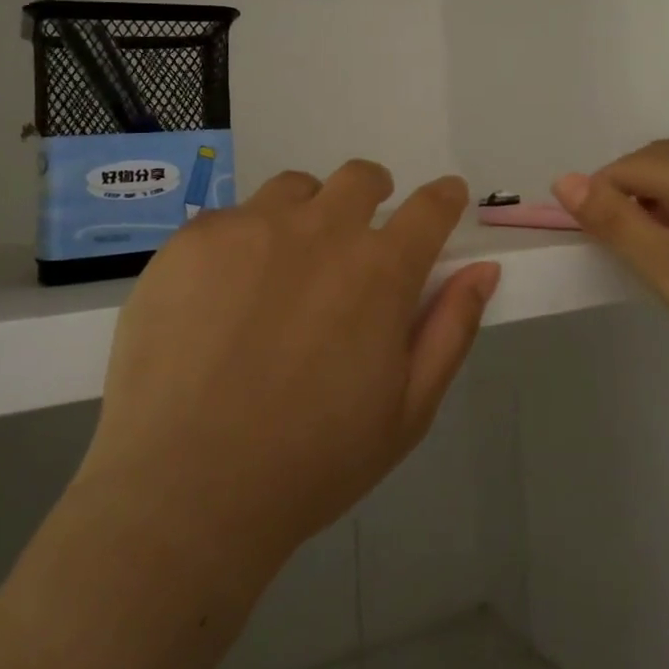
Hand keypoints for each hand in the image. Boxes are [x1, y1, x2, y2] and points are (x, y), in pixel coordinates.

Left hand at [76, 162, 499, 586]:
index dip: (444, 198)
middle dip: (373, 193)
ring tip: (286, 265)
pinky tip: (223, 296)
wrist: (185, 490)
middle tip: (359, 234)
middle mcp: (320, 229)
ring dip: (307, 212)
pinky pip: (231, 218)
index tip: (445, 198)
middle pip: (360, 178)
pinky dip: (243, 243)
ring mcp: (252, 227)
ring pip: (295, 189)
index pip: (430, 208)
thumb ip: (450, 329)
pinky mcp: (194, 238)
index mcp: (380, 270)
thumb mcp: (407, 410)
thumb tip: (483, 270)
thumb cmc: (312, 461)